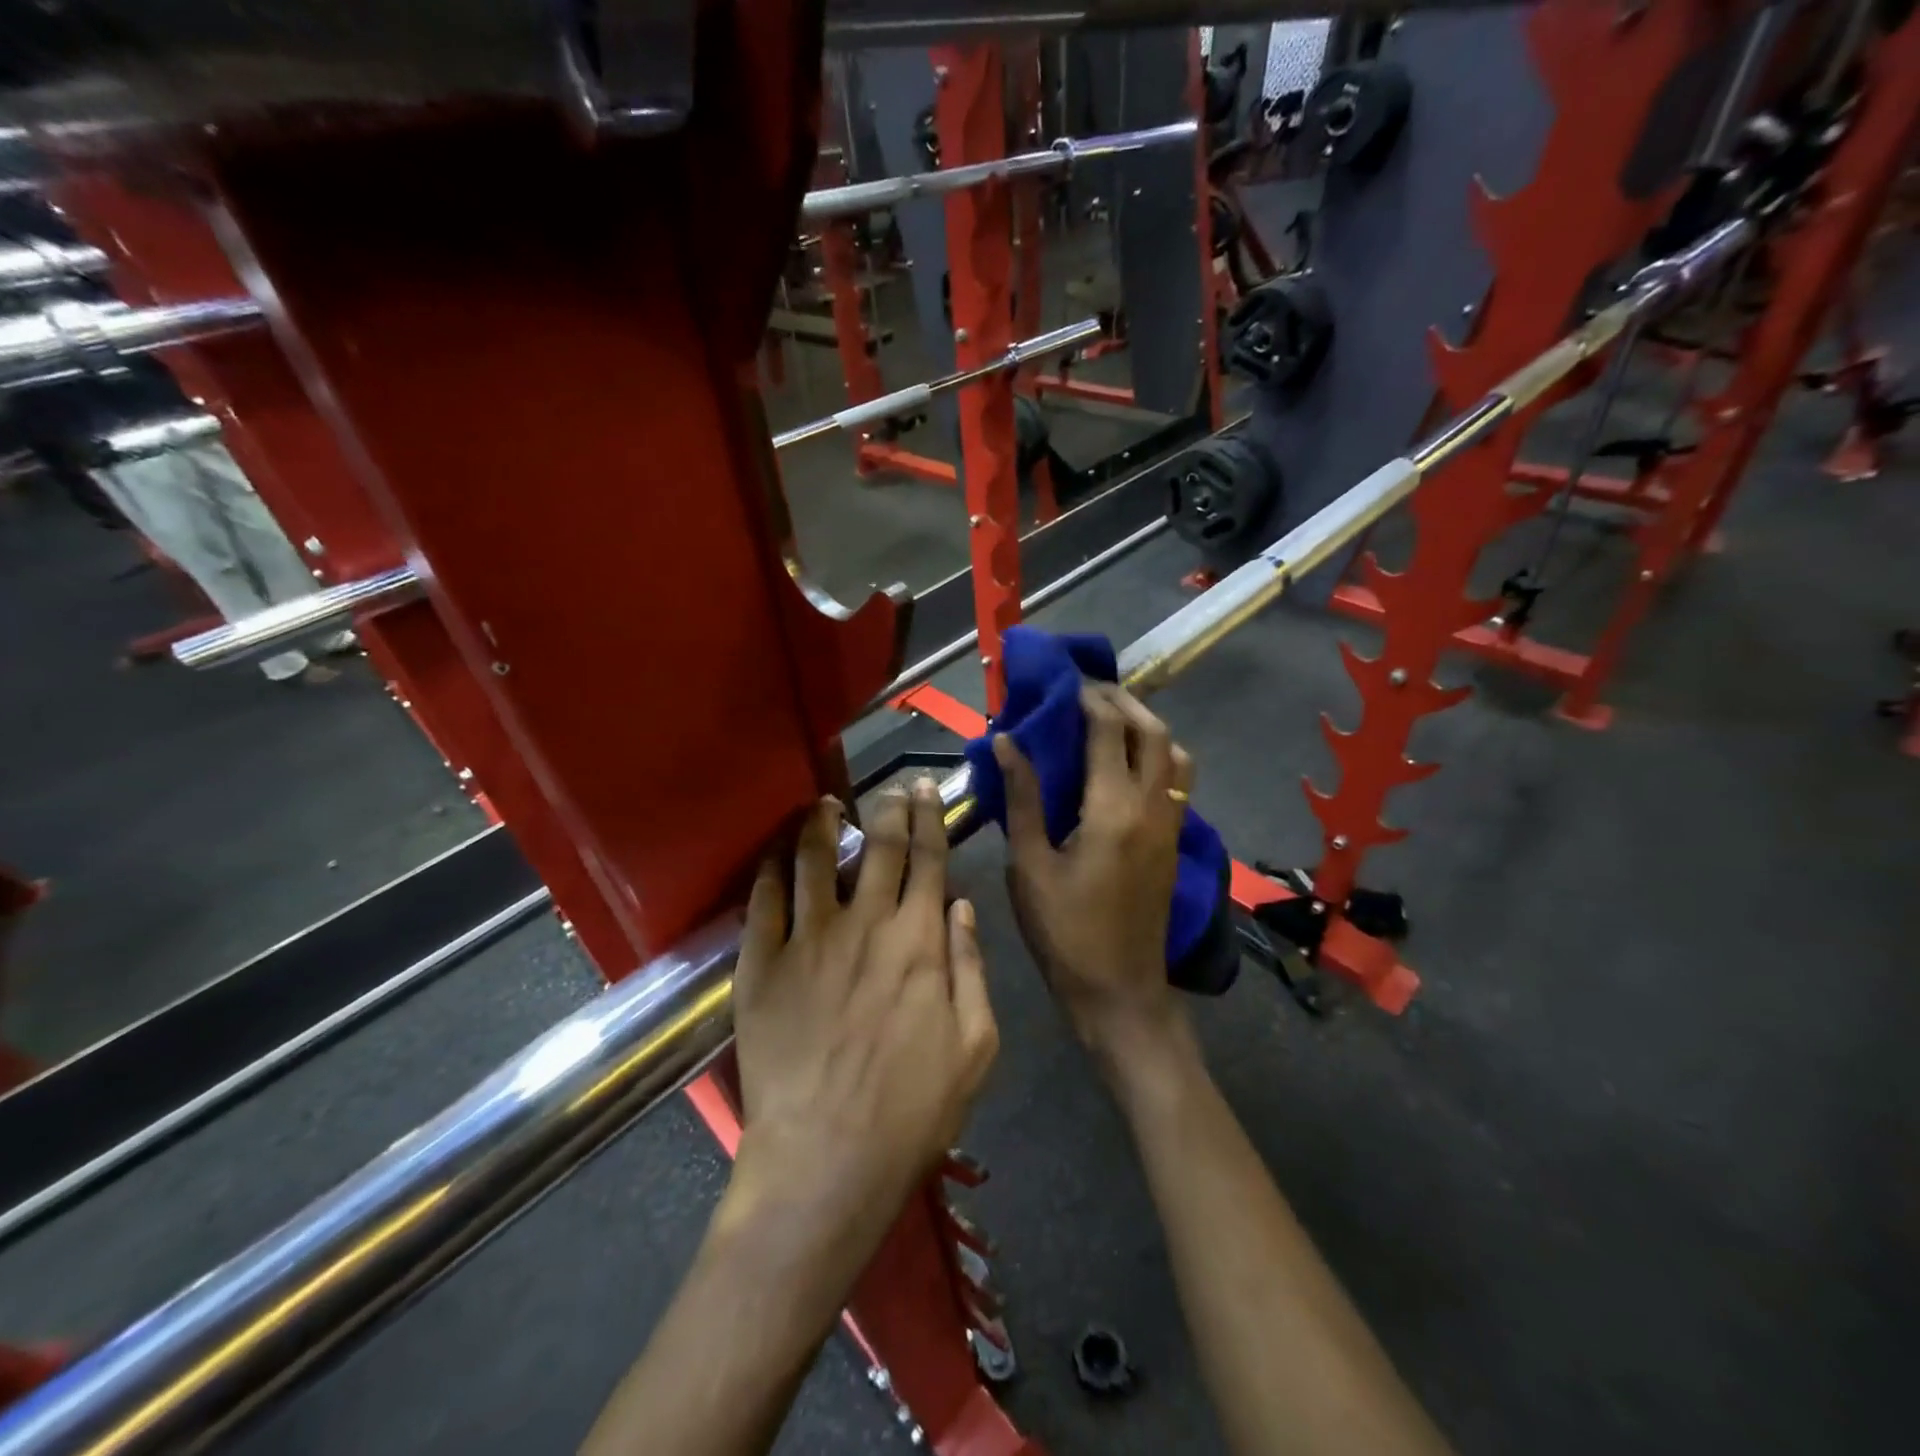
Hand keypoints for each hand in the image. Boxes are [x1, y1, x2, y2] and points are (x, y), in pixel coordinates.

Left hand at [728, 783, 998, 1263]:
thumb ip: (971, 966)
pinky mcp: (761, 965)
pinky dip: (772, 869)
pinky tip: (777, 854)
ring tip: (824, 804)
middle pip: (878, 847)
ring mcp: (808, 941)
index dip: (928, 818)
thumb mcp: (976, 1045)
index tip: (923, 789)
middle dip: (887, 808)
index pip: (928, 859)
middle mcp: (865, 925)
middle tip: (888, 788)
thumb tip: (961, 904)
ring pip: (815, 860)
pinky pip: (764, 901)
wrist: (826, 1161)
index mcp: (919, 941)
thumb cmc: (913, 1110)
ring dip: (822, 824)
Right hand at [994, 684, 1194, 1063]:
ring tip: (1111, 722)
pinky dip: (1158, 755)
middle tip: (1087, 692)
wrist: (1120, 991)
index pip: (1108, 730)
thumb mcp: (1030, 865)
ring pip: (1175, 754)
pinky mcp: (1175, 841)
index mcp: (1113, 808)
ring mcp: (1171, 824)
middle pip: (1153, 731)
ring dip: (1148, 727)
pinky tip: (1126, 766)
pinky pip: (1176, 780)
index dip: (1087, 698)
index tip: (1063, 682)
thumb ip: (1022, 798)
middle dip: (1123, 702)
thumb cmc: (1065, 931)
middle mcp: (1152, 806)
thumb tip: (1006, 742)